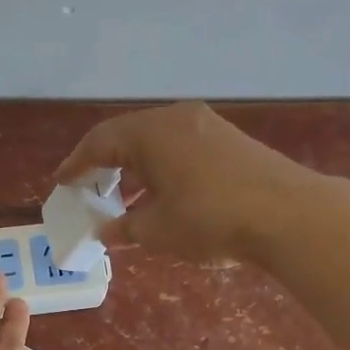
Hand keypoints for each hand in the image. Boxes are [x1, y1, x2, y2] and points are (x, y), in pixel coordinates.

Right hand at [53, 100, 317, 263]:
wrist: (289, 214)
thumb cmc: (211, 220)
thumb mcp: (158, 230)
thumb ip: (125, 228)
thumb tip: (106, 231)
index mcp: (151, 132)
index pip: (100, 142)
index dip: (76, 165)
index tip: (60, 182)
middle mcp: (176, 119)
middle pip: (127, 136)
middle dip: (104, 165)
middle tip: (87, 189)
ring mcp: (207, 125)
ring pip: (156, 142)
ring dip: (134, 168)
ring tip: (121, 197)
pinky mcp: (229, 140)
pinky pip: (180, 148)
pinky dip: (160, 168)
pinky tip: (161, 194)